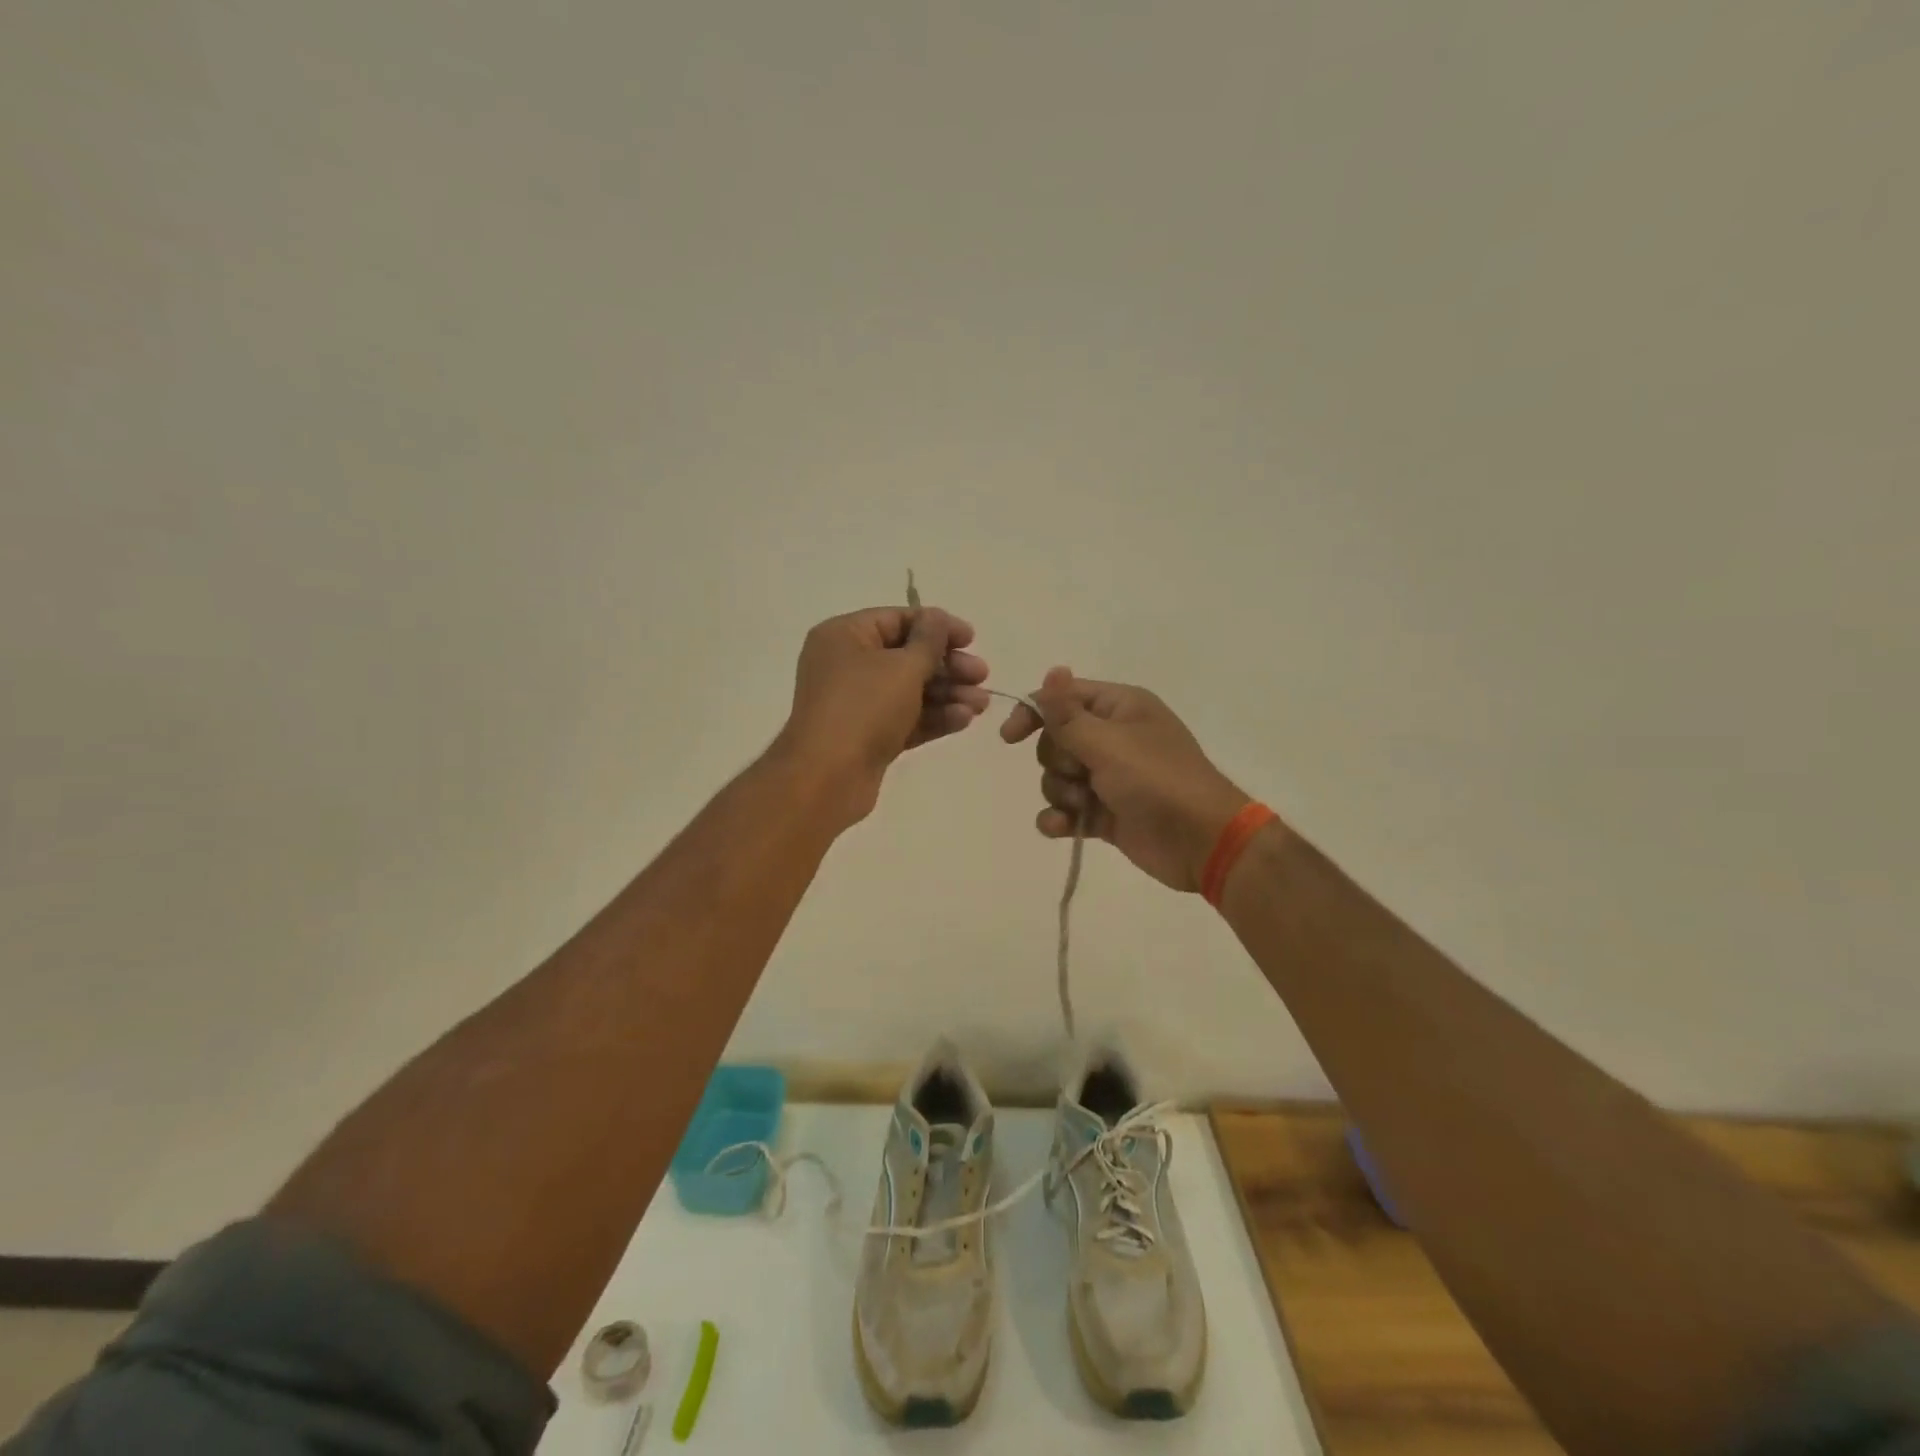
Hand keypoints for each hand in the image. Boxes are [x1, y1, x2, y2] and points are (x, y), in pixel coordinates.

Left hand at [777, 605, 990, 825]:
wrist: (827, 778)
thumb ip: (929, 640)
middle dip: (947, 666)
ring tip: (981, 705)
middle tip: (982, 675)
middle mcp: (846, 665)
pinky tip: (964, 720)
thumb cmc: (863, 709)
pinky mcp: (867, 736)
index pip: (896, 620)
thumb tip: (937, 617)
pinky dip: (933, 717)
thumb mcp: (903, 667)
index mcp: (844, 636)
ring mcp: (856, 704)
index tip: (971, 639)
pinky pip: (905, 718)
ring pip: (909, 691)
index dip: (937, 626)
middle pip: (906, 656)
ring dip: (947, 694)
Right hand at [1000, 667, 1251, 891]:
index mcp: (1119, 708)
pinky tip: (1062, 827)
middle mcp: (1113, 737)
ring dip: (1063, 792)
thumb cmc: (1157, 780)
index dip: (1033, 714)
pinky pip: (1067, 809)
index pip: (1062, 698)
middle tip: (1082, 774)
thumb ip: (1068, 714)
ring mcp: (1109, 777)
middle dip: (1058, 761)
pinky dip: (1061, 818)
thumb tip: (1052, 670)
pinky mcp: (1106, 812)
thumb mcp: (1108, 743)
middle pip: (1056, 740)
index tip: (1010, 738)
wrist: (1201, 841)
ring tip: (1086, 806)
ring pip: (1058, 777)